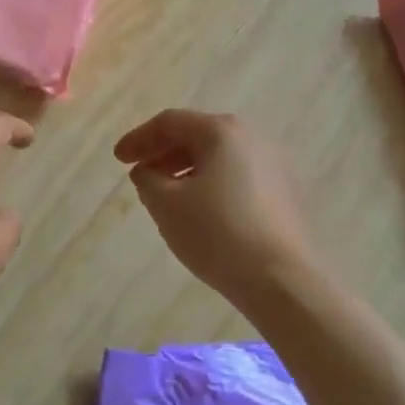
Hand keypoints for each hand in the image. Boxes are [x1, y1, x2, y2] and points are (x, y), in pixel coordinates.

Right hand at [114, 110, 311, 303]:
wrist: (283, 281)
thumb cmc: (218, 233)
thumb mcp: (166, 204)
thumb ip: (147, 179)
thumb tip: (149, 172)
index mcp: (222, 131)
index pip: (170, 123)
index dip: (139, 139)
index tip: (118, 160)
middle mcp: (252, 138)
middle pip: (197, 135)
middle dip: (163, 153)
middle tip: (139, 175)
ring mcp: (275, 165)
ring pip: (219, 157)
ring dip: (186, 170)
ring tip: (166, 195)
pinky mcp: (286, 193)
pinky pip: (238, 177)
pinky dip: (212, 184)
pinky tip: (200, 211)